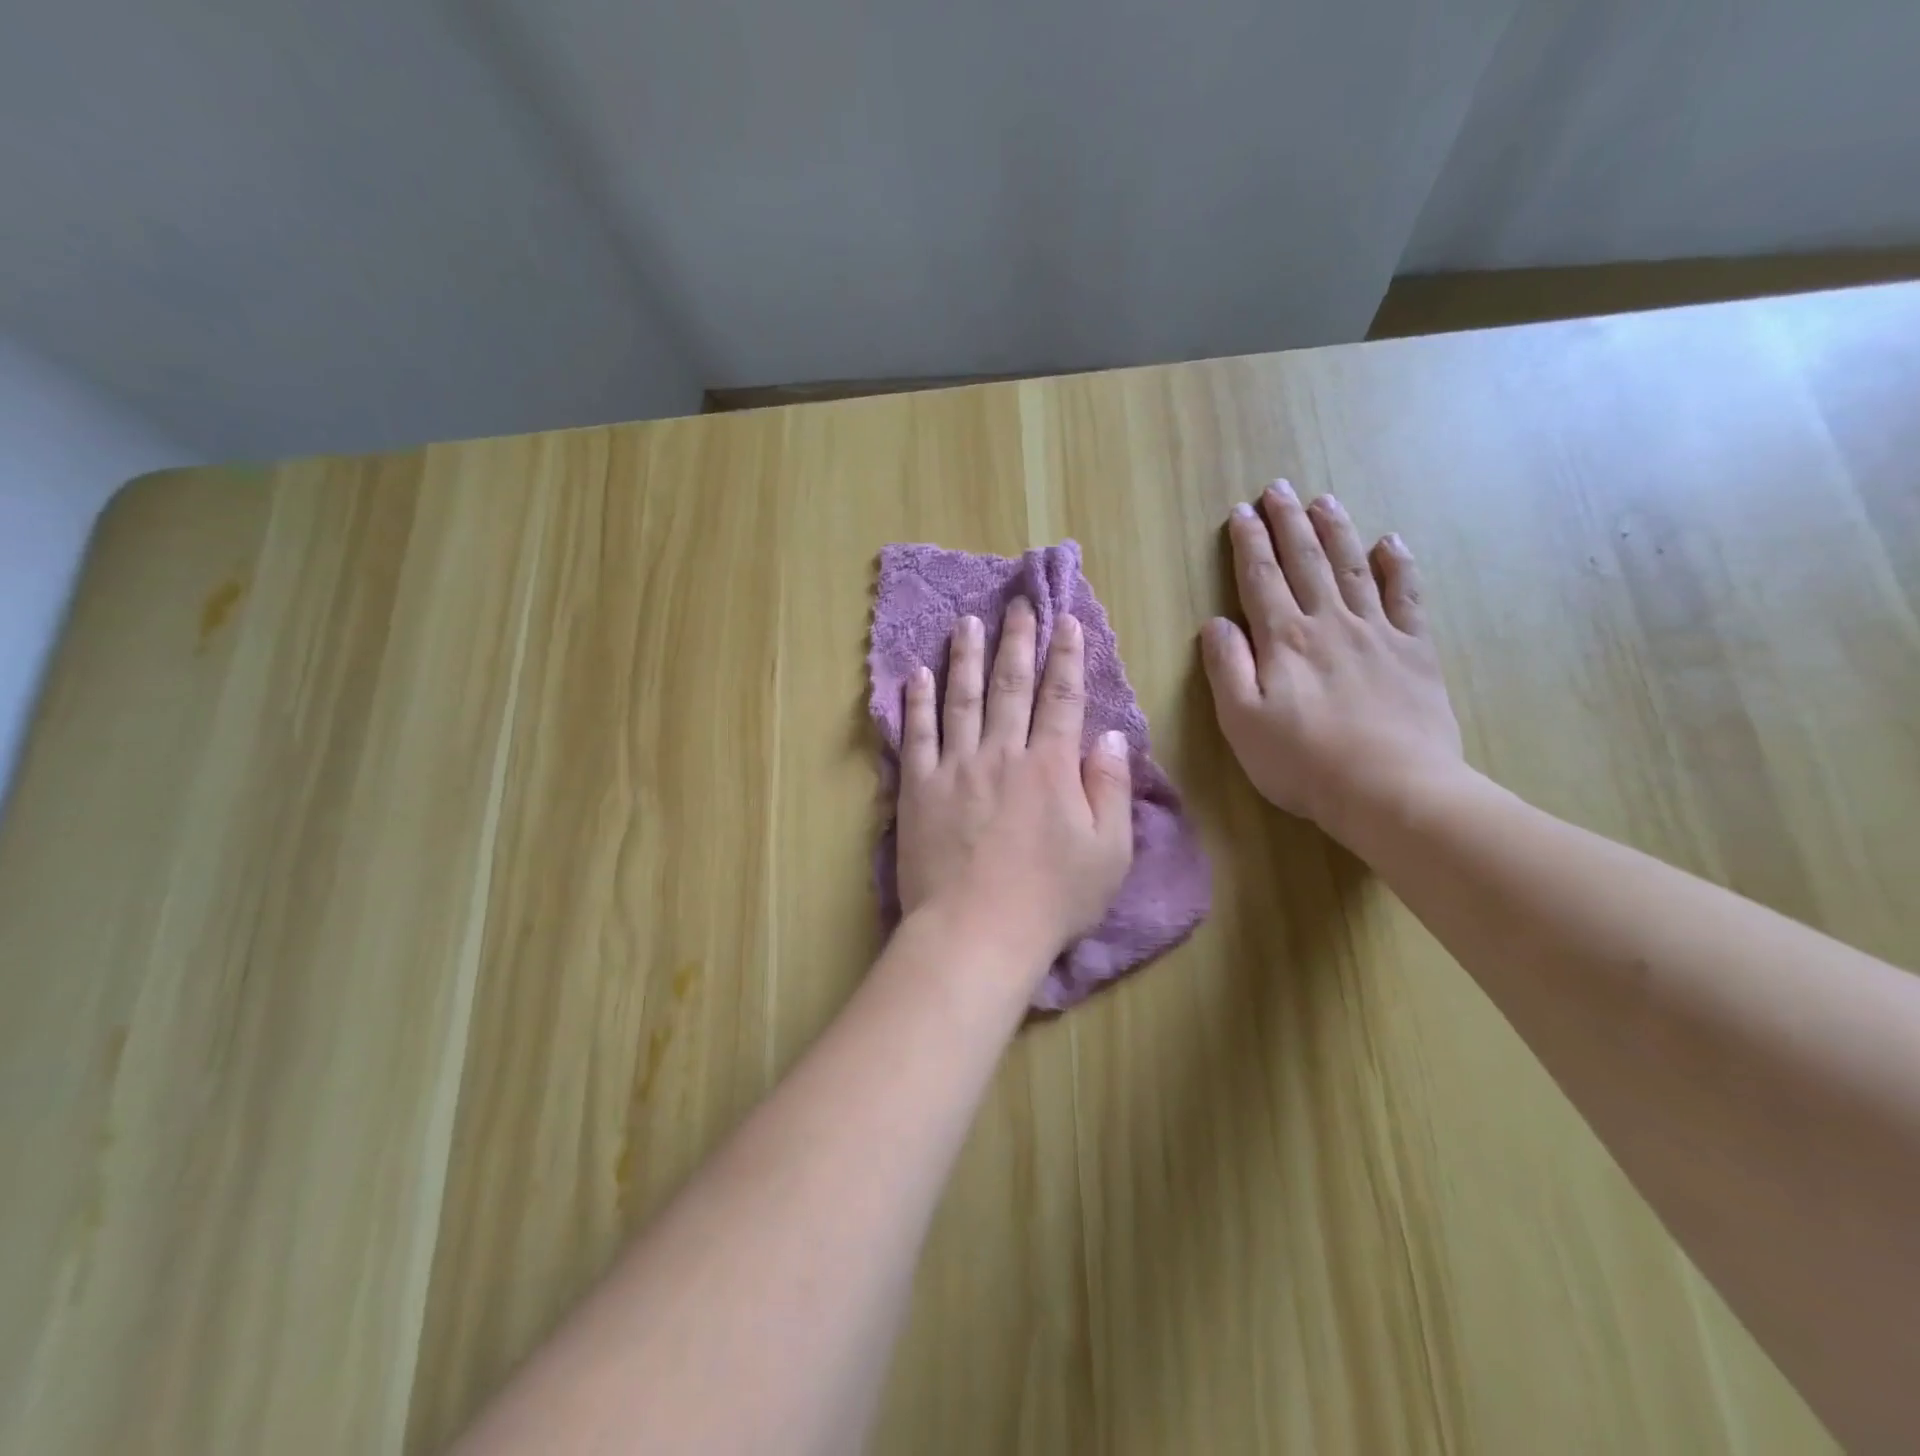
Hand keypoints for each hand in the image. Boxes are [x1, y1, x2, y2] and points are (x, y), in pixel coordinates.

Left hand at [897, 598, 1134, 972]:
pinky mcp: (919, 787)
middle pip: (1011, 685)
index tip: (1067, 622)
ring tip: (969, 622)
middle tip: (1018, 604)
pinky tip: (918, 674)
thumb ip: (1111, 789)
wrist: (975, 932)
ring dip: (966, 656)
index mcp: (1051, 766)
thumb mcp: (1107, 852)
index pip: (1062, 698)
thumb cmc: (1050, 900)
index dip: (1067, 656)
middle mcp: (1003, 753)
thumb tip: (1113, 738)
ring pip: (962, 698)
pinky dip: (917, 701)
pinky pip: (916, 734)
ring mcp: (956, 767)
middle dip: (1018, 641)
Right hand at [1202, 480, 1463, 840]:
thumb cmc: (1303, 762)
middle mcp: (1329, 623)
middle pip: (1306, 561)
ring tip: (1323, 501)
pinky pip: (1406, 596)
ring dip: (1335, 531)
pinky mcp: (1414, 651)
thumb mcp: (1241, 721)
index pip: (1260, 579)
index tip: (1241, 512)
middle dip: (1288, 523)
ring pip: (1353, 568)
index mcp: (1284, 640)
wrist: (1392, 790)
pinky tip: (1390, 543)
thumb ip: (1226, 667)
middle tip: (1278, 488)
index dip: (1249, 543)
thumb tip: (1216, 623)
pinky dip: (1397, 566)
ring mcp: (1377, 633)